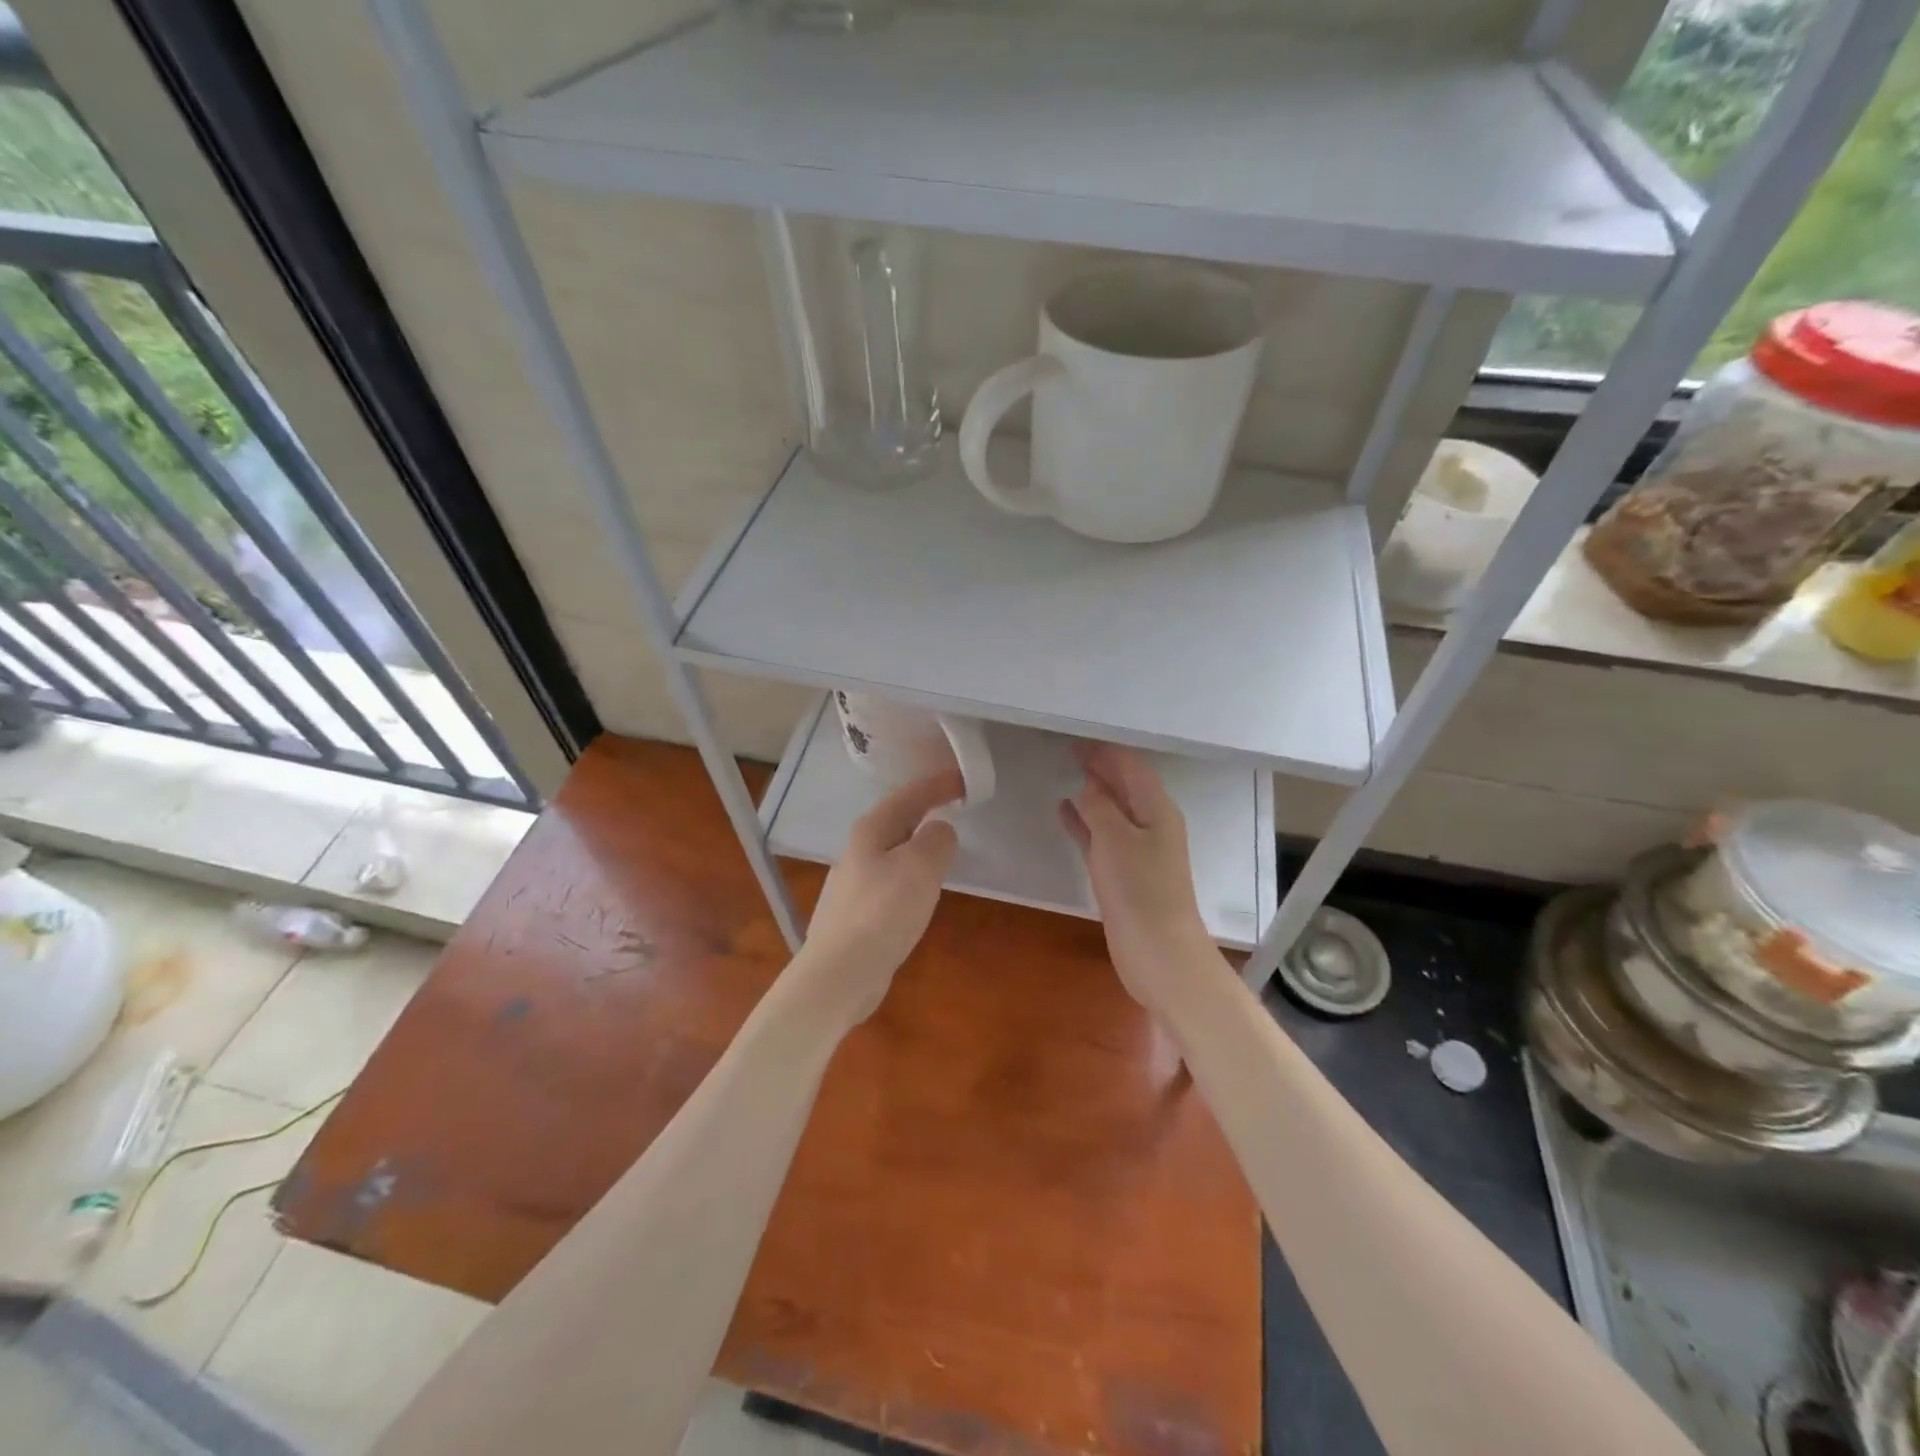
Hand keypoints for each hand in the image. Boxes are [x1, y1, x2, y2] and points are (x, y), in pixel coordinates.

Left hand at [795, 769, 961, 1027]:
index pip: (909, 796)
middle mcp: (858, 851)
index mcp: (871, 831)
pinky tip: (921, 891)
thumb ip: (937, 840)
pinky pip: (893, 881)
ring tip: (943, 846)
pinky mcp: (859, 914)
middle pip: (897, 820)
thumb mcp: (921, 867)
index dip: (938, 785)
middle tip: (956, 806)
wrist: (840, 974)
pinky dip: (913, 874)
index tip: (964, 779)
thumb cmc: (883, 912)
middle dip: (926, 809)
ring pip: (894, 851)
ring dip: (919, 843)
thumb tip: (940, 831)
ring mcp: (855, 884)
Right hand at [1061, 743, 1214, 1013]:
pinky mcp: (1123, 874)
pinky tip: (1064, 812)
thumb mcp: (1115, 839)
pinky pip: (1101, 836)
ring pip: (1111, 810)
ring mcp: (1137, 851)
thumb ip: (1099, 806)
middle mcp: (1151, 824)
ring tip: (1064, 774)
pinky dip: (1084, 822)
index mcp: (1158, 810)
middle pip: (1124, 786)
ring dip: (1092, 793)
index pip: (1131, 767)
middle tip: (1067, 751)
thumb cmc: (1139, 890)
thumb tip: (1087, 786)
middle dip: (1100, 767)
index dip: (1105, 752)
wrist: (1158, 952)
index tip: (1076, 739)